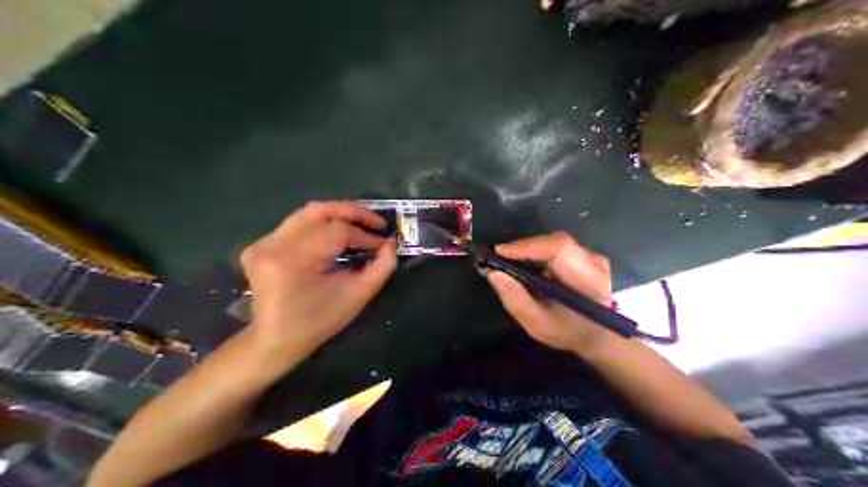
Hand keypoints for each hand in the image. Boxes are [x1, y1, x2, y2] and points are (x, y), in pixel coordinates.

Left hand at [237, 199, 397, 363]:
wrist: (276, 339)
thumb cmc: (319, 322)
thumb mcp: (357, 296)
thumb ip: (381, 267)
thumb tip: (391, 243)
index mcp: (293, 260)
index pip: (337, 232)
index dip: (365, 235)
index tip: (384, 242)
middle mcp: (273, 244)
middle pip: (318, 211)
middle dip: (352, 212)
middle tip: (376, 221)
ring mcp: (262, 242)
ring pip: (307, 213)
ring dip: (337, 216)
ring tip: (361, 224)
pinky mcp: (259, 245)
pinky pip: (296, 224)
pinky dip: (320, 225)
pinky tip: (336, 233)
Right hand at [485, 232, 612, 352]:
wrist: (596, 335)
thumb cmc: (567, 331)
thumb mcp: (537, 324)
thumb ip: (515, 299)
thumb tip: (493, 273)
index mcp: (588, 281)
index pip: (559, 250)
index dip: (527, 247)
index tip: (499, 252)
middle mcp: (594, 262)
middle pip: (555, 242)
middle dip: (524, 247)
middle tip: (500, 258)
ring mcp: (593, 256)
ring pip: (555, 242)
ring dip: (530, 249)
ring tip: (510, 261)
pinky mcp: (587, 255)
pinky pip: (558, 246)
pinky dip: (539, 251)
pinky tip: (527, 263)